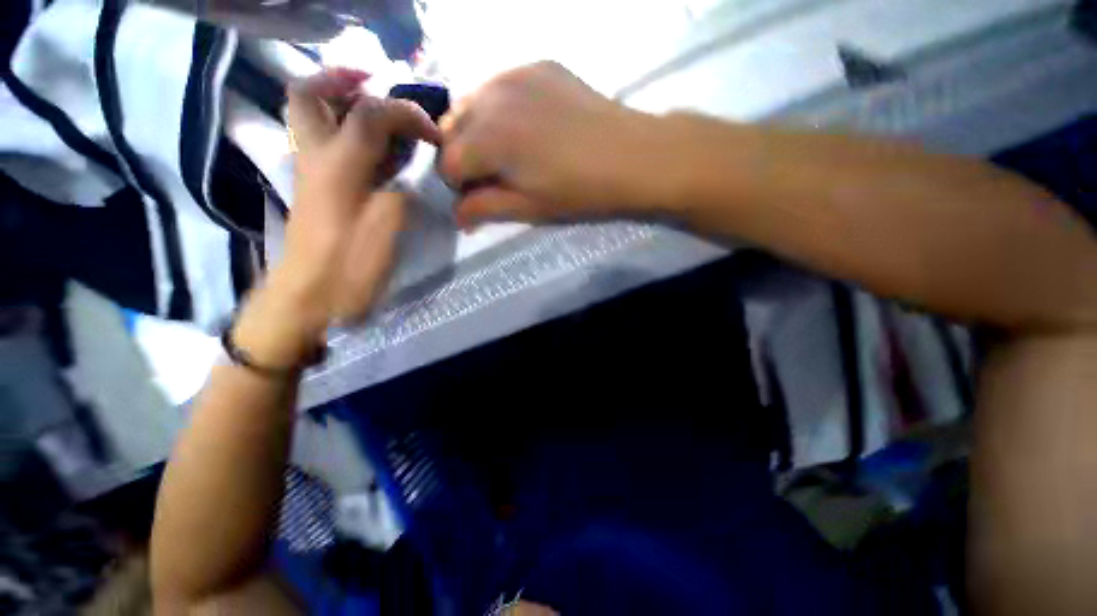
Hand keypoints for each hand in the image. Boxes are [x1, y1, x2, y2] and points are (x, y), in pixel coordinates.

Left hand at [235, 69, 440, 366]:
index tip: (434, 134)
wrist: (309, 297)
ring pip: (311, 114)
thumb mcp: (384, 233)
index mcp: (336, 168)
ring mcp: (311, 171)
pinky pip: (324, 141)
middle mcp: (315, 158)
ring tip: (382, 114)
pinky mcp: (317, 187)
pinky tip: (378, 149)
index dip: (405, 112)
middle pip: (308, 94)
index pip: (368, 113)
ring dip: (343, 101)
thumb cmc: (348, 270)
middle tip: (379, 89)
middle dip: (342, 80)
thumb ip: (398, 194)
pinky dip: (347, 130)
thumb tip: (405, 178)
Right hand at [440, 62, 655, 226]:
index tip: (480, 197)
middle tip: (492, 174)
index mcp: (488, 138)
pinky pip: (499, 87)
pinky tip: (526, 125)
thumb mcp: (529, 208)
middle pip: (450, 129)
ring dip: (476, 130)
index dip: (459, 186)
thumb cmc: (579, 191)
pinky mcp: (536, 65)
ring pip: (471, 103)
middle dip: (463, 156)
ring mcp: (514, 74)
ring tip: (507, 151)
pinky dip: (499, 109)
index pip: (447, 164)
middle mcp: (491, 96)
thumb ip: (486, 208)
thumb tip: (457, 216)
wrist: (631, 156)